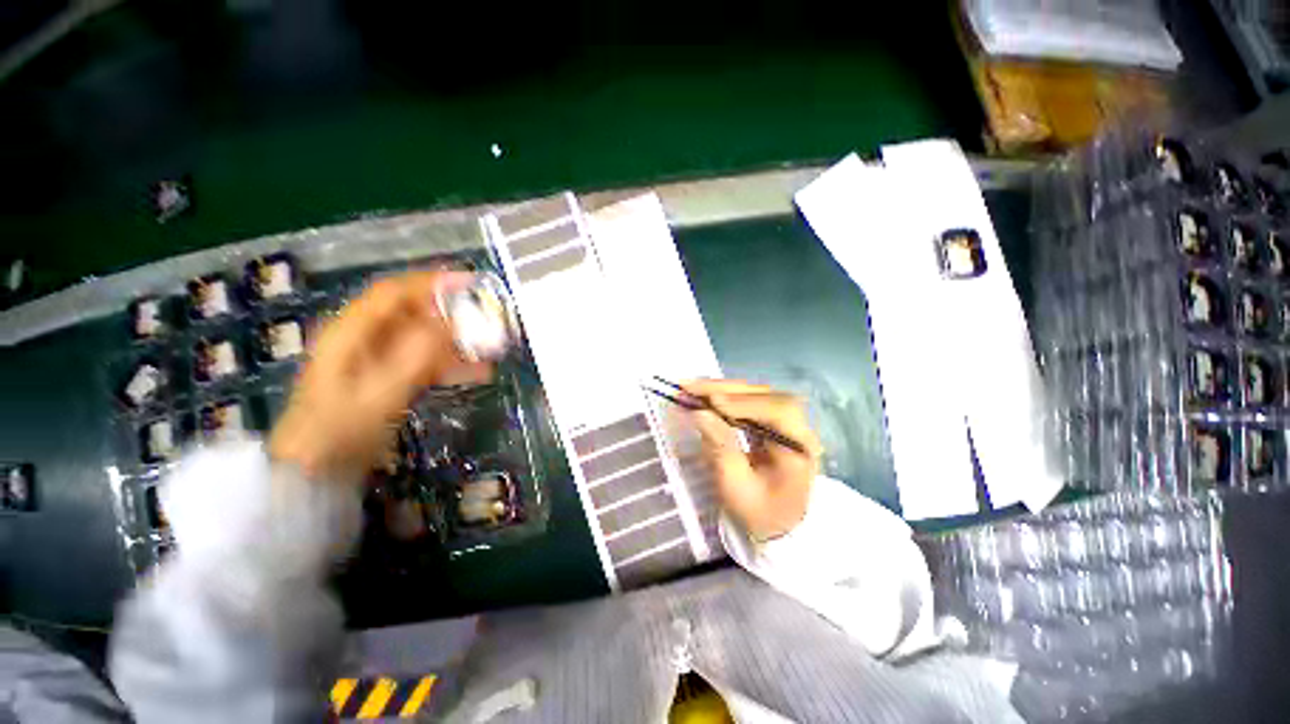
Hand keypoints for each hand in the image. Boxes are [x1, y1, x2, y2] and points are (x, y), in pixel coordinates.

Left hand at [269, 271, 492, 483]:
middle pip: (414, 313)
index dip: (431, 283)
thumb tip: (448, 324)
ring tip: (491, 349)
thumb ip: (414, 357)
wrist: (317, 469)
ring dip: (459, 341)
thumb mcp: (378, 393)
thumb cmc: (339, 429)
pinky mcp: (392, 376)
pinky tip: (478, 372)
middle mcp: (367, 338)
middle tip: (489, 320)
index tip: (469, 283)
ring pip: (426, 337)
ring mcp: (380, 358)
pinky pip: (428, 361)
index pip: (394, 293)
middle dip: (453, 314)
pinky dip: (453, 363)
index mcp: (353, 332)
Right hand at [685, 380, 822, 540]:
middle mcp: (798, 428)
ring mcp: (787, 422)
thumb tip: (699, 412)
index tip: (712, 402)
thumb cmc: (758, 512)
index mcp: (799, 449)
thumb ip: (720, 447)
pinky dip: (727, 396)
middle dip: (727, 390)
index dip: (745, 403)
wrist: (776, 525)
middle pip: (766, 395)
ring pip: (756, 394)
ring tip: (692, 388)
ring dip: (723, 389)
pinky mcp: (773, 421)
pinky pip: (750, 401)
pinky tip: (707, 395)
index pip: (779, 412)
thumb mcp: (736, 487)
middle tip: (691, 387)